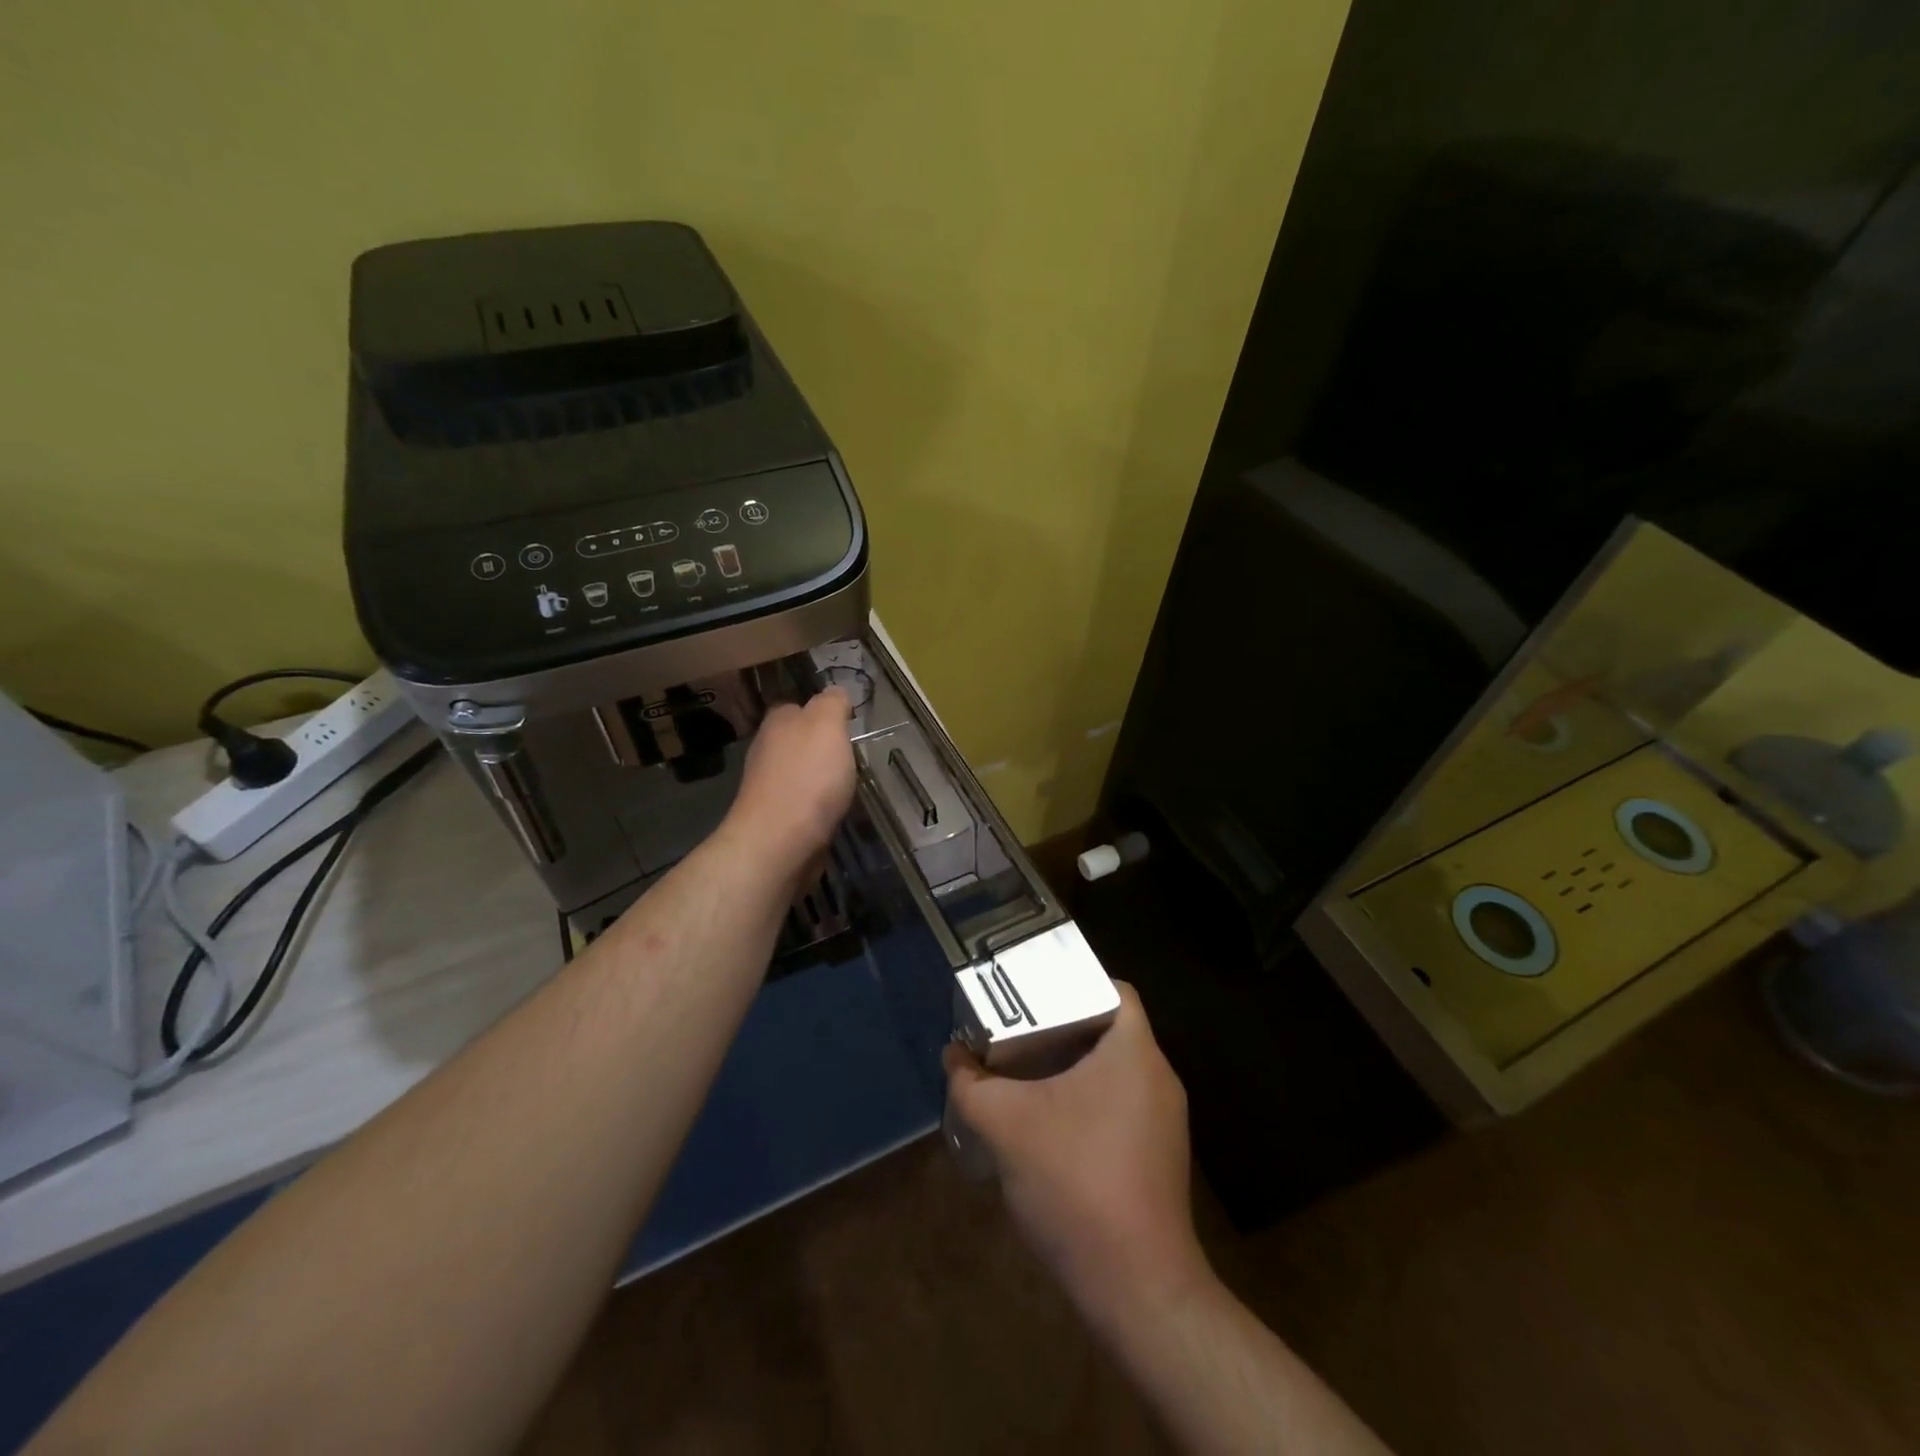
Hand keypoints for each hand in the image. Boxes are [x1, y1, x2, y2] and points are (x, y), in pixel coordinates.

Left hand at [723, 687, 855, 881]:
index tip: (848, 726)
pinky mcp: (776, 818)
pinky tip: (833, 813)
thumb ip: (832, 703)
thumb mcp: (827, 725)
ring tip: (847, 787)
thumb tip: (836, 693)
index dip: (824, 713)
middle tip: (852, 757)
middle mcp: (767, 749)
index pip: (799, 706)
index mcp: (778, 722)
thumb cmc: (808, 777)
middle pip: (799, 741)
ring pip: (801, 773)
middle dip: (823, 748)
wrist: (780, 842)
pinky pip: (802, 803)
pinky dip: (817, 806)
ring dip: (821, 779)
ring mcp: (768, 786)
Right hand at [943, 983, 1208, 1327]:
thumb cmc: (1076, 1184)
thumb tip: (952, 1055)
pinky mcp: (1157, 1155)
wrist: (1137, 1290)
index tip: (1033, 993)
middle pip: (1109, 1028)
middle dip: (1060, 1025)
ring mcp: (1163, 1120)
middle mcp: (1158, 1077)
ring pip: (1112, 1070)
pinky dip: (1084, 1100)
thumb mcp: (1007, 1126)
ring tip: (1023, 1071)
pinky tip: (1047, 1123)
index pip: (1114, 989)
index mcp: (1135, 1052)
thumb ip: (971, 1084)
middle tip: (1016, 1029)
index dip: (1074, 981)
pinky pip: (1119, 1104)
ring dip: (1070, 1066)